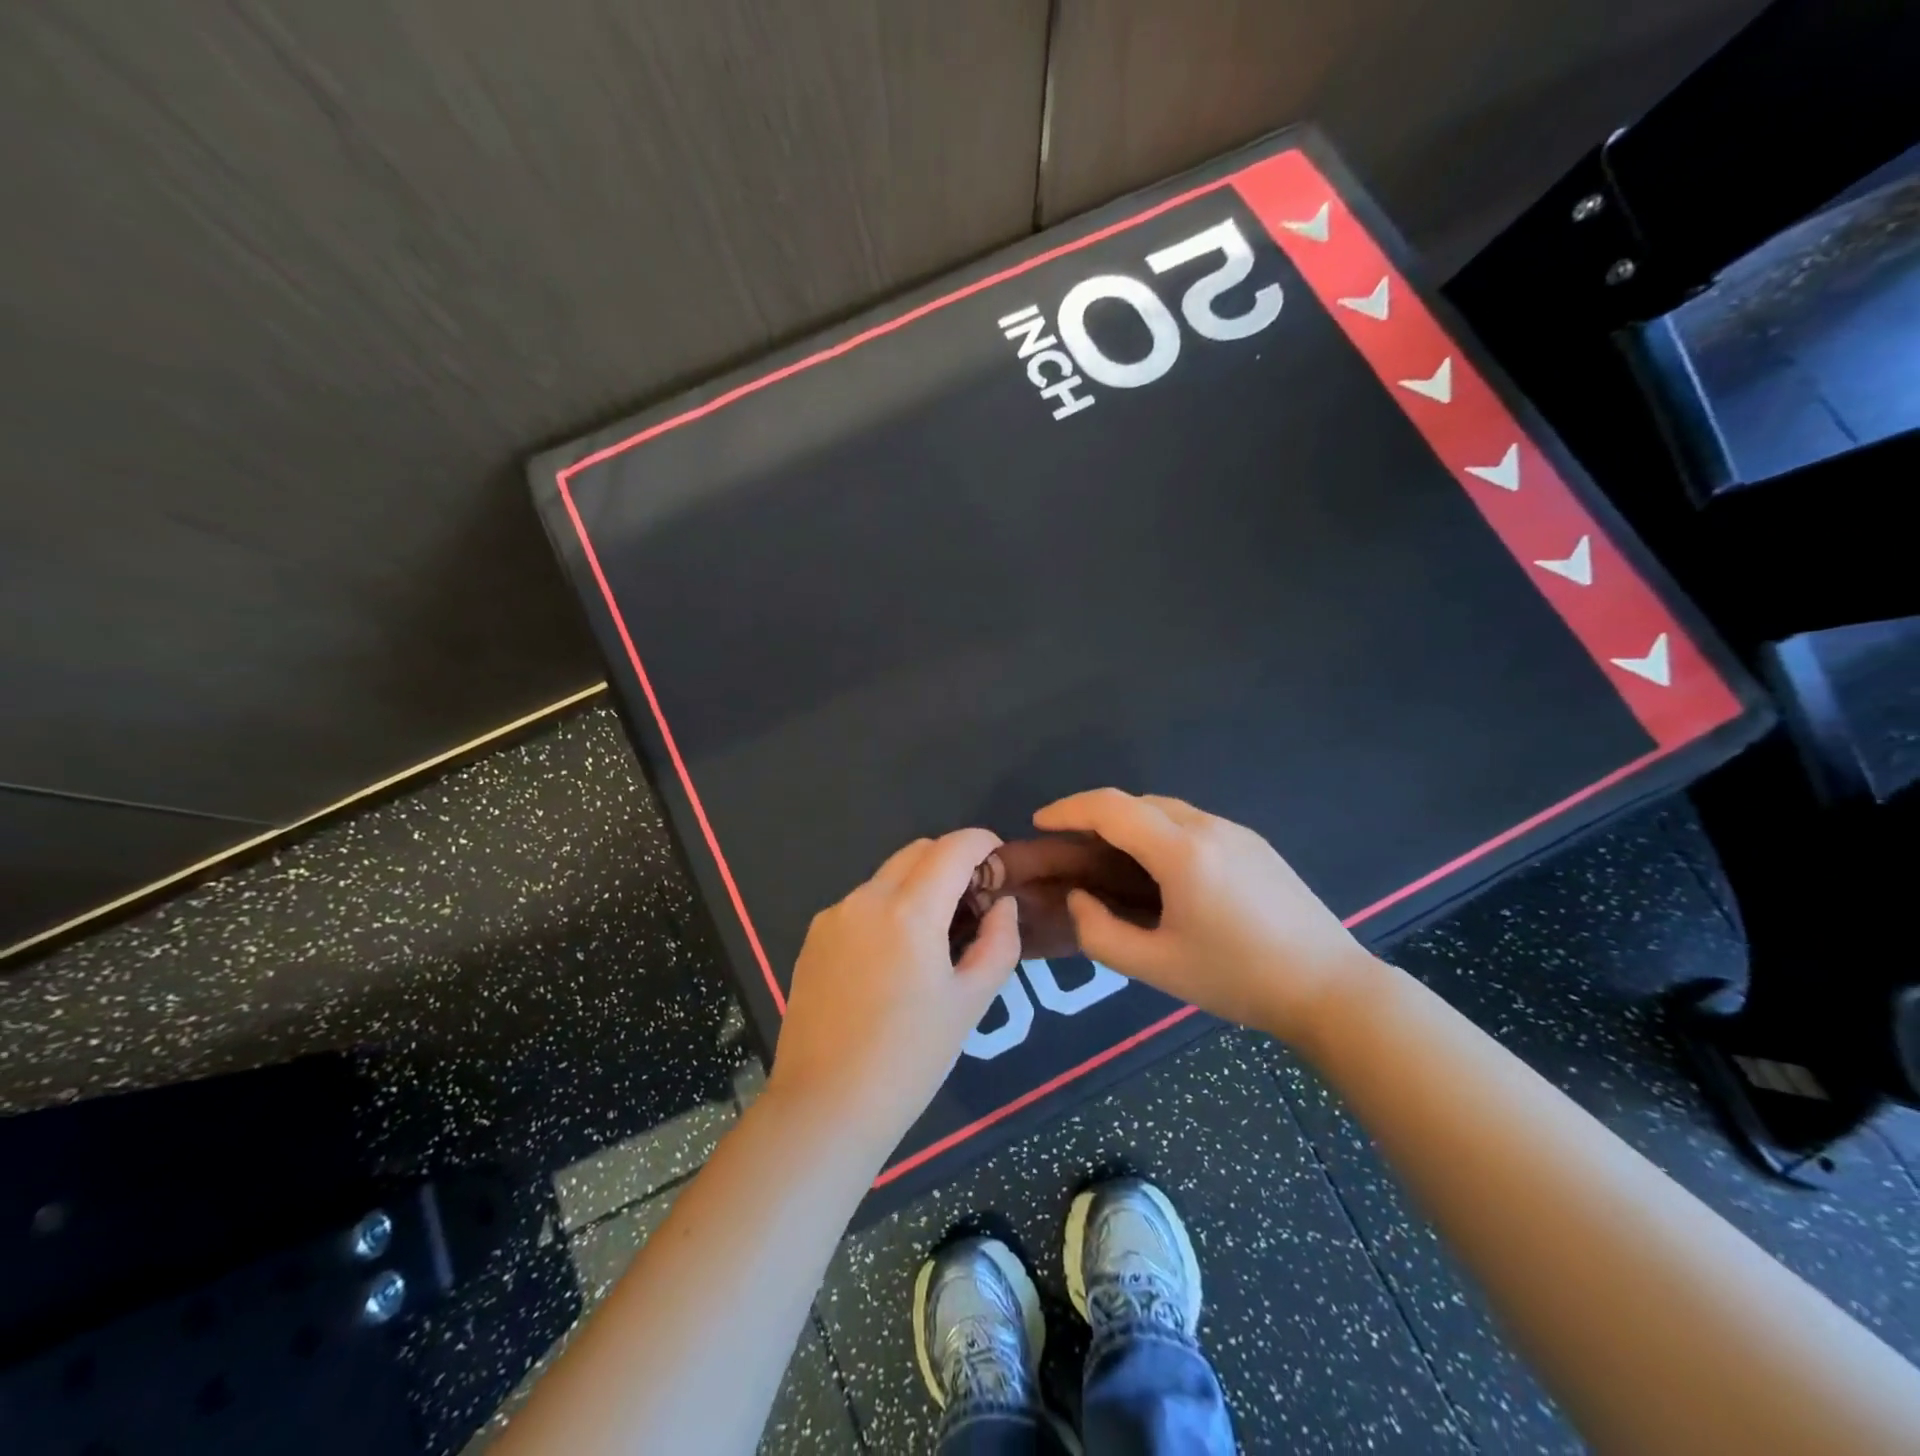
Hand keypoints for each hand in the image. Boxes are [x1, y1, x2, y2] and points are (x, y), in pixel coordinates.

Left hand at [767, 829, 1021, 1148]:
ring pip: (887, 876)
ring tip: (934, 936)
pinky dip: (888, 908)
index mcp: (910, 910)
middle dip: (951, 861)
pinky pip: (861, 903)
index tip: (999, 861)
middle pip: (918, 852)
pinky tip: (893, 958)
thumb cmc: (910, 1059)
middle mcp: (866, 898)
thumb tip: (1001, 904)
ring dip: (918, 885)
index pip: (953, 847)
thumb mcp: (970, 1003)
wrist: (825, 1106)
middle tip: (973, 902)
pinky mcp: (814, 938)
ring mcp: (834, 916)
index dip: (982, 843)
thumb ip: (998, 942)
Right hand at [1032, 789, 1374, 1044]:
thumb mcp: (1157, 967)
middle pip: (1137, 802)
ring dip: (1129, 823)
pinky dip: (1159, 832)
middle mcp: (1208, 827)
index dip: (1069, 809)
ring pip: (1166, 809)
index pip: (1112, 808)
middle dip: (1096, 815)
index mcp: (1182, 852)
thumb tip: (1079, 898)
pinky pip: (1192, 823)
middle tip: (1071, 847)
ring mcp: (1236, 832)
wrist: (1331, 989)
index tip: (1040, 822)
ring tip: (1110, 859)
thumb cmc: (1238, 979)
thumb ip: (1100, 933)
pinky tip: (1160, 871)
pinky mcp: (1255, 844)